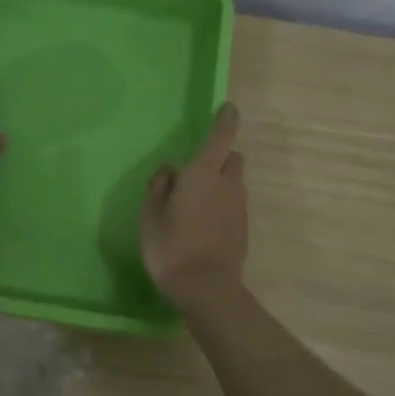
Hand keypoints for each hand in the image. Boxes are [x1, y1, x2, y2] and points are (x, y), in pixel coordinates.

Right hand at [141, 102, 247, 309]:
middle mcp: (227, 184)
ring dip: (221, 183)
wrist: (206, 288)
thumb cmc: (171, 246)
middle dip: (221, 156)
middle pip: (232, 158)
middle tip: (198, 171)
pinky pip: (234, 205)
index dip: (226, 120)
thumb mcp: (150, 215)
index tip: (228, 108)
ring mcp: (239, 207)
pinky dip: (223, 205)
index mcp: (203, 174)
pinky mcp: (243, 228)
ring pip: (234, 183)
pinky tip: (204, 224)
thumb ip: (159, 187)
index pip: (221, 137)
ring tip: (196, 203)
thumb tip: (169, 170)